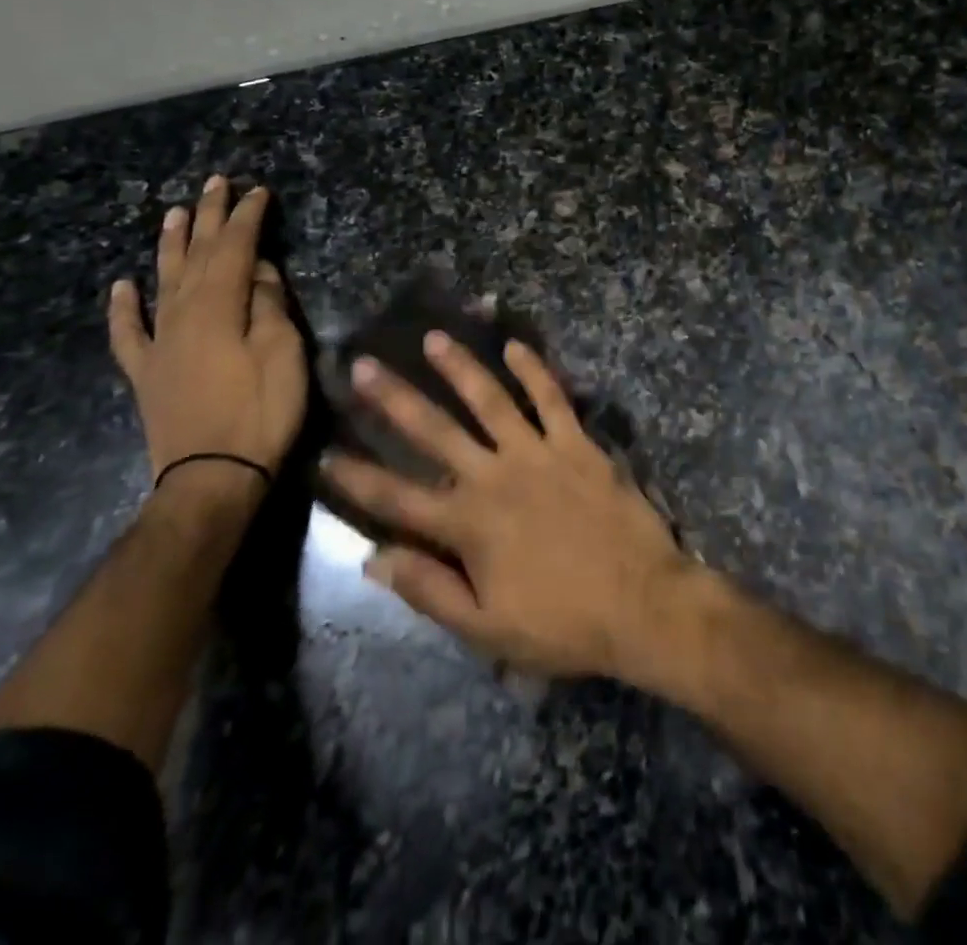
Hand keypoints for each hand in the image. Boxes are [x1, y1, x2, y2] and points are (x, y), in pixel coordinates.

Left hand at [108, 177, 308, 498]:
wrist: (211, 479)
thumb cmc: (259, 413)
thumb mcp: (283, 355)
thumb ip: (270, 306)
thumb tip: (260, 272)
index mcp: (219, 307)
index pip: (235, 249)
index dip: (246, 217)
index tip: (257, 190)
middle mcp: (182, 315)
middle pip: (196, 255)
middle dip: (208, 217)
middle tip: (215, 182)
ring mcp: (159, 343)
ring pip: (162, 282)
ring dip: (170, 245)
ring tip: (173, 213)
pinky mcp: (147, 372)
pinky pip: (128, 333)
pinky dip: (122, 308)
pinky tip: (120, 286)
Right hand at [322, 333, 694, 680]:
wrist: (641, 604)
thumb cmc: (562, 623)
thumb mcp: (486, 628)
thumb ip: (429, 590)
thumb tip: (375, 558)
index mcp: (468, 525)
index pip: (397, 498)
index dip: (357, 478)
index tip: (326, 453)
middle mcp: (495, 477)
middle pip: (435, 431)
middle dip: (394, 399)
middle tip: (362, 366)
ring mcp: (538, 453)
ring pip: (490, 400)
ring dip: (460, 368)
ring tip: (433, 339)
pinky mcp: (577, 444)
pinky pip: (553, 399)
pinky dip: (535, 370)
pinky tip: (516, 346)